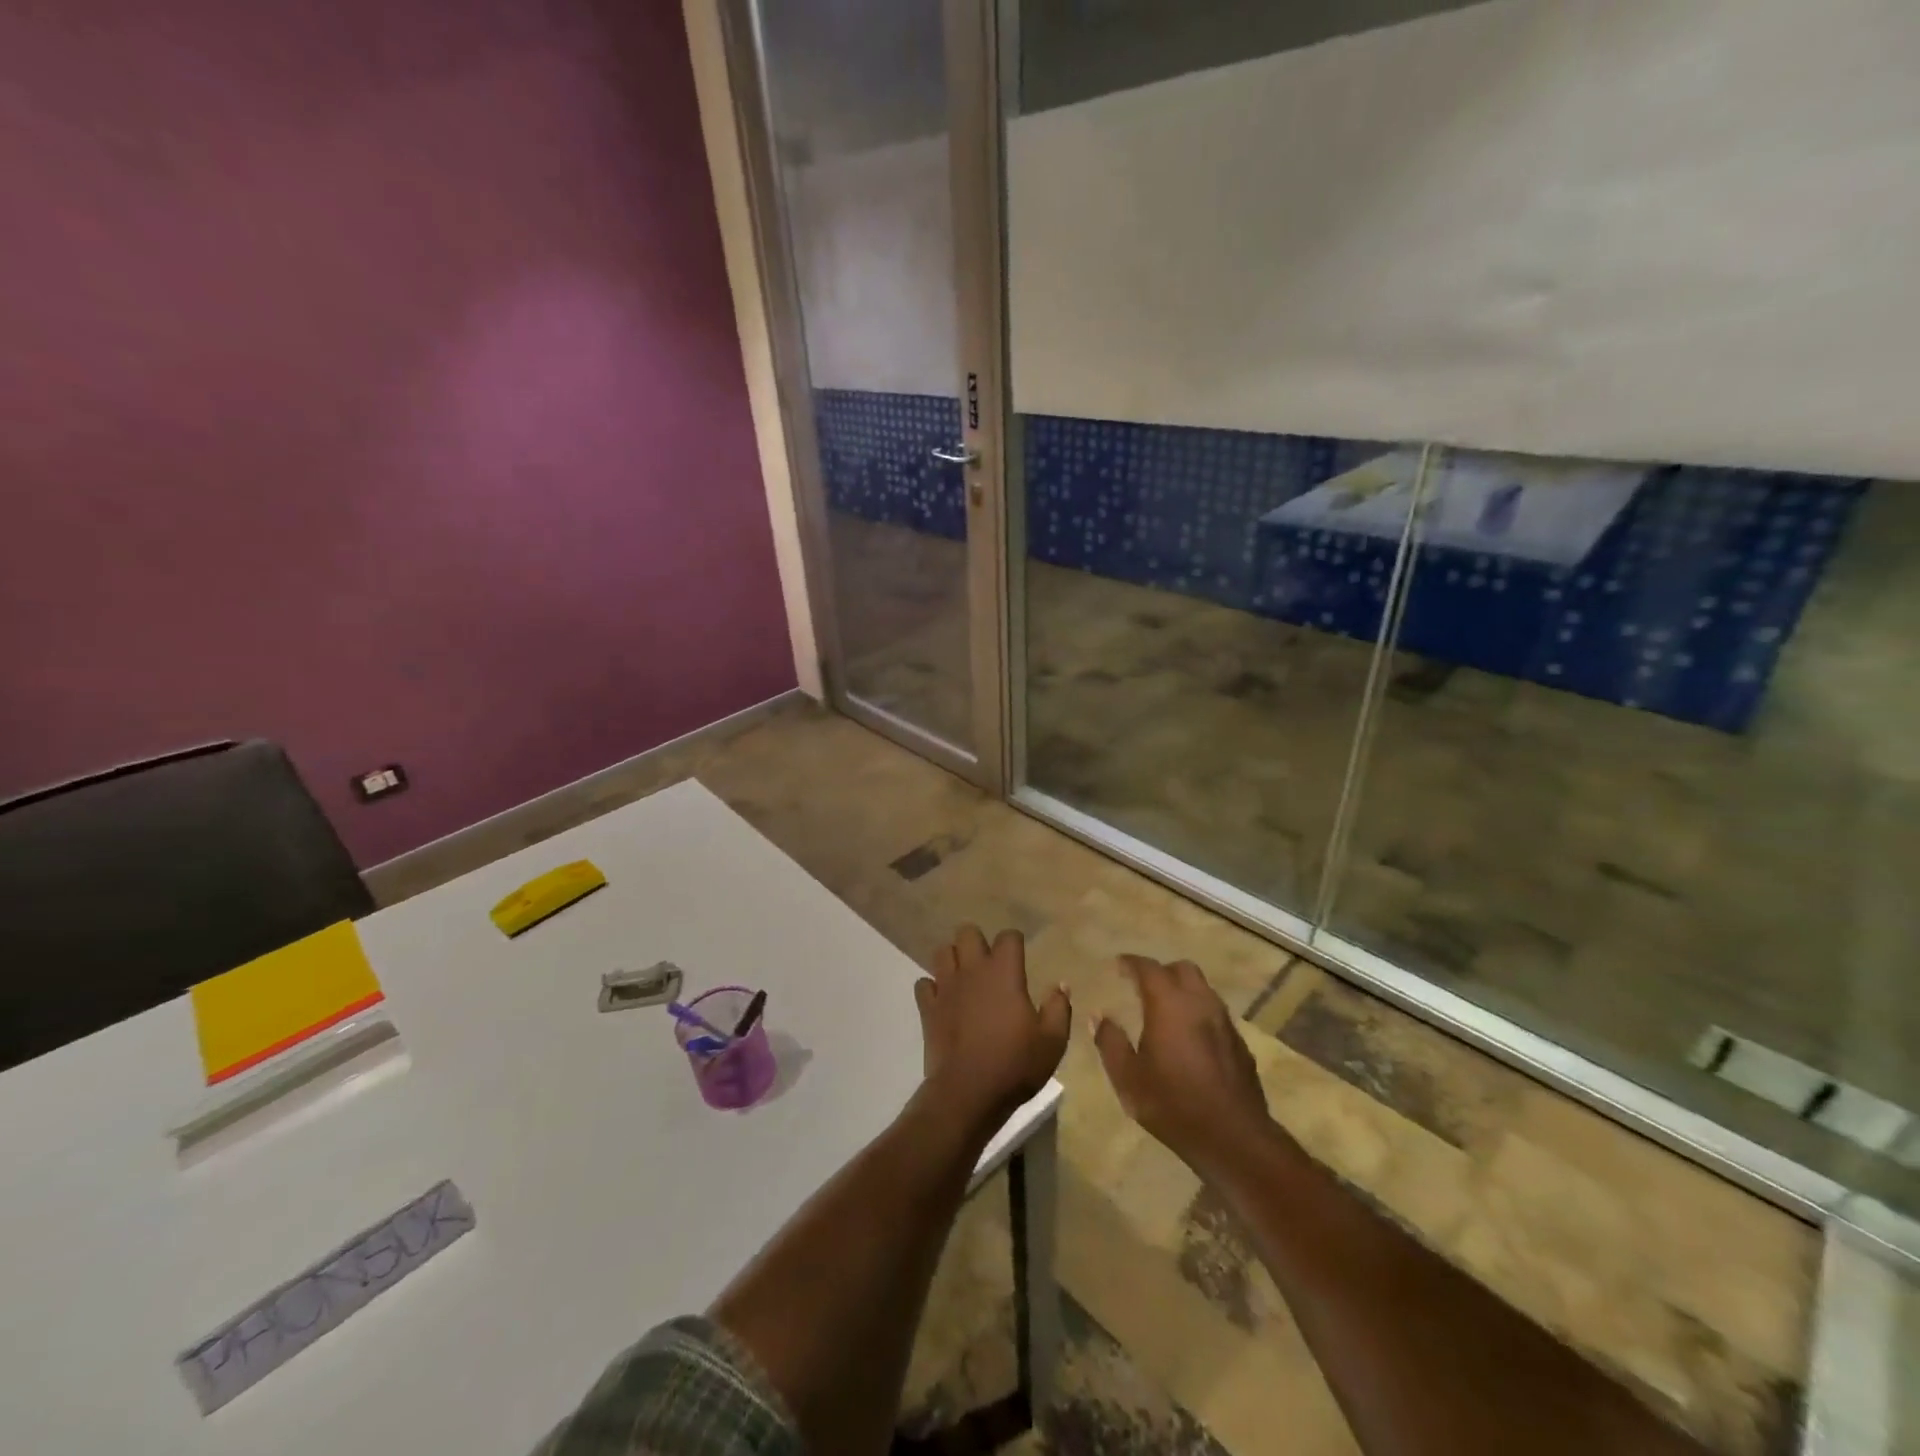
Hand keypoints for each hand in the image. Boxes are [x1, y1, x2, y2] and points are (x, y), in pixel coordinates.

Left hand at [915, 926, 1069, 1133]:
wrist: (968, 1093)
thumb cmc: (1014, 1064)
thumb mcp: (1052, 1041)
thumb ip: (1059, 1008)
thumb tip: (1060, 985)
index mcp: (1004, 972)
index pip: (1008, 936)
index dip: (1015, 942)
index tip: (1019, 958)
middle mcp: (972, 970)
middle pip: (967, 932)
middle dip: (977, 942)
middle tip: (988, 964)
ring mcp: (946, 987)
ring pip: (942, 952)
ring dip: (953, 959)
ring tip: (965, 977)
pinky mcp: (928, 1008)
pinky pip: (924, 984)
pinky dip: (932, 988)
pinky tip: (943, 1001)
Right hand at [1095, 956, 1274, 1173]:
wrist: (1233, 1138)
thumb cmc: (1173, 1104)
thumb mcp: (1128, 1078)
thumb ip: (1110, 1042)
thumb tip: (1098, 1017)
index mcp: (1169, 1004)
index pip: (1148, 968)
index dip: (1131, 963)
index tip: (1118, 965)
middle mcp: (1200, 1003)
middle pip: (1182, 969)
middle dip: (1161, 971)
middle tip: (1143, 986)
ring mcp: (1224, 1022)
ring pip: (1203, 989)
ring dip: (1183, 990)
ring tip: (1166, 1009)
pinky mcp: (1240, 1043)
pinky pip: (1216, 1014)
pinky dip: (1199, 1013)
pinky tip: (1190, 1037)